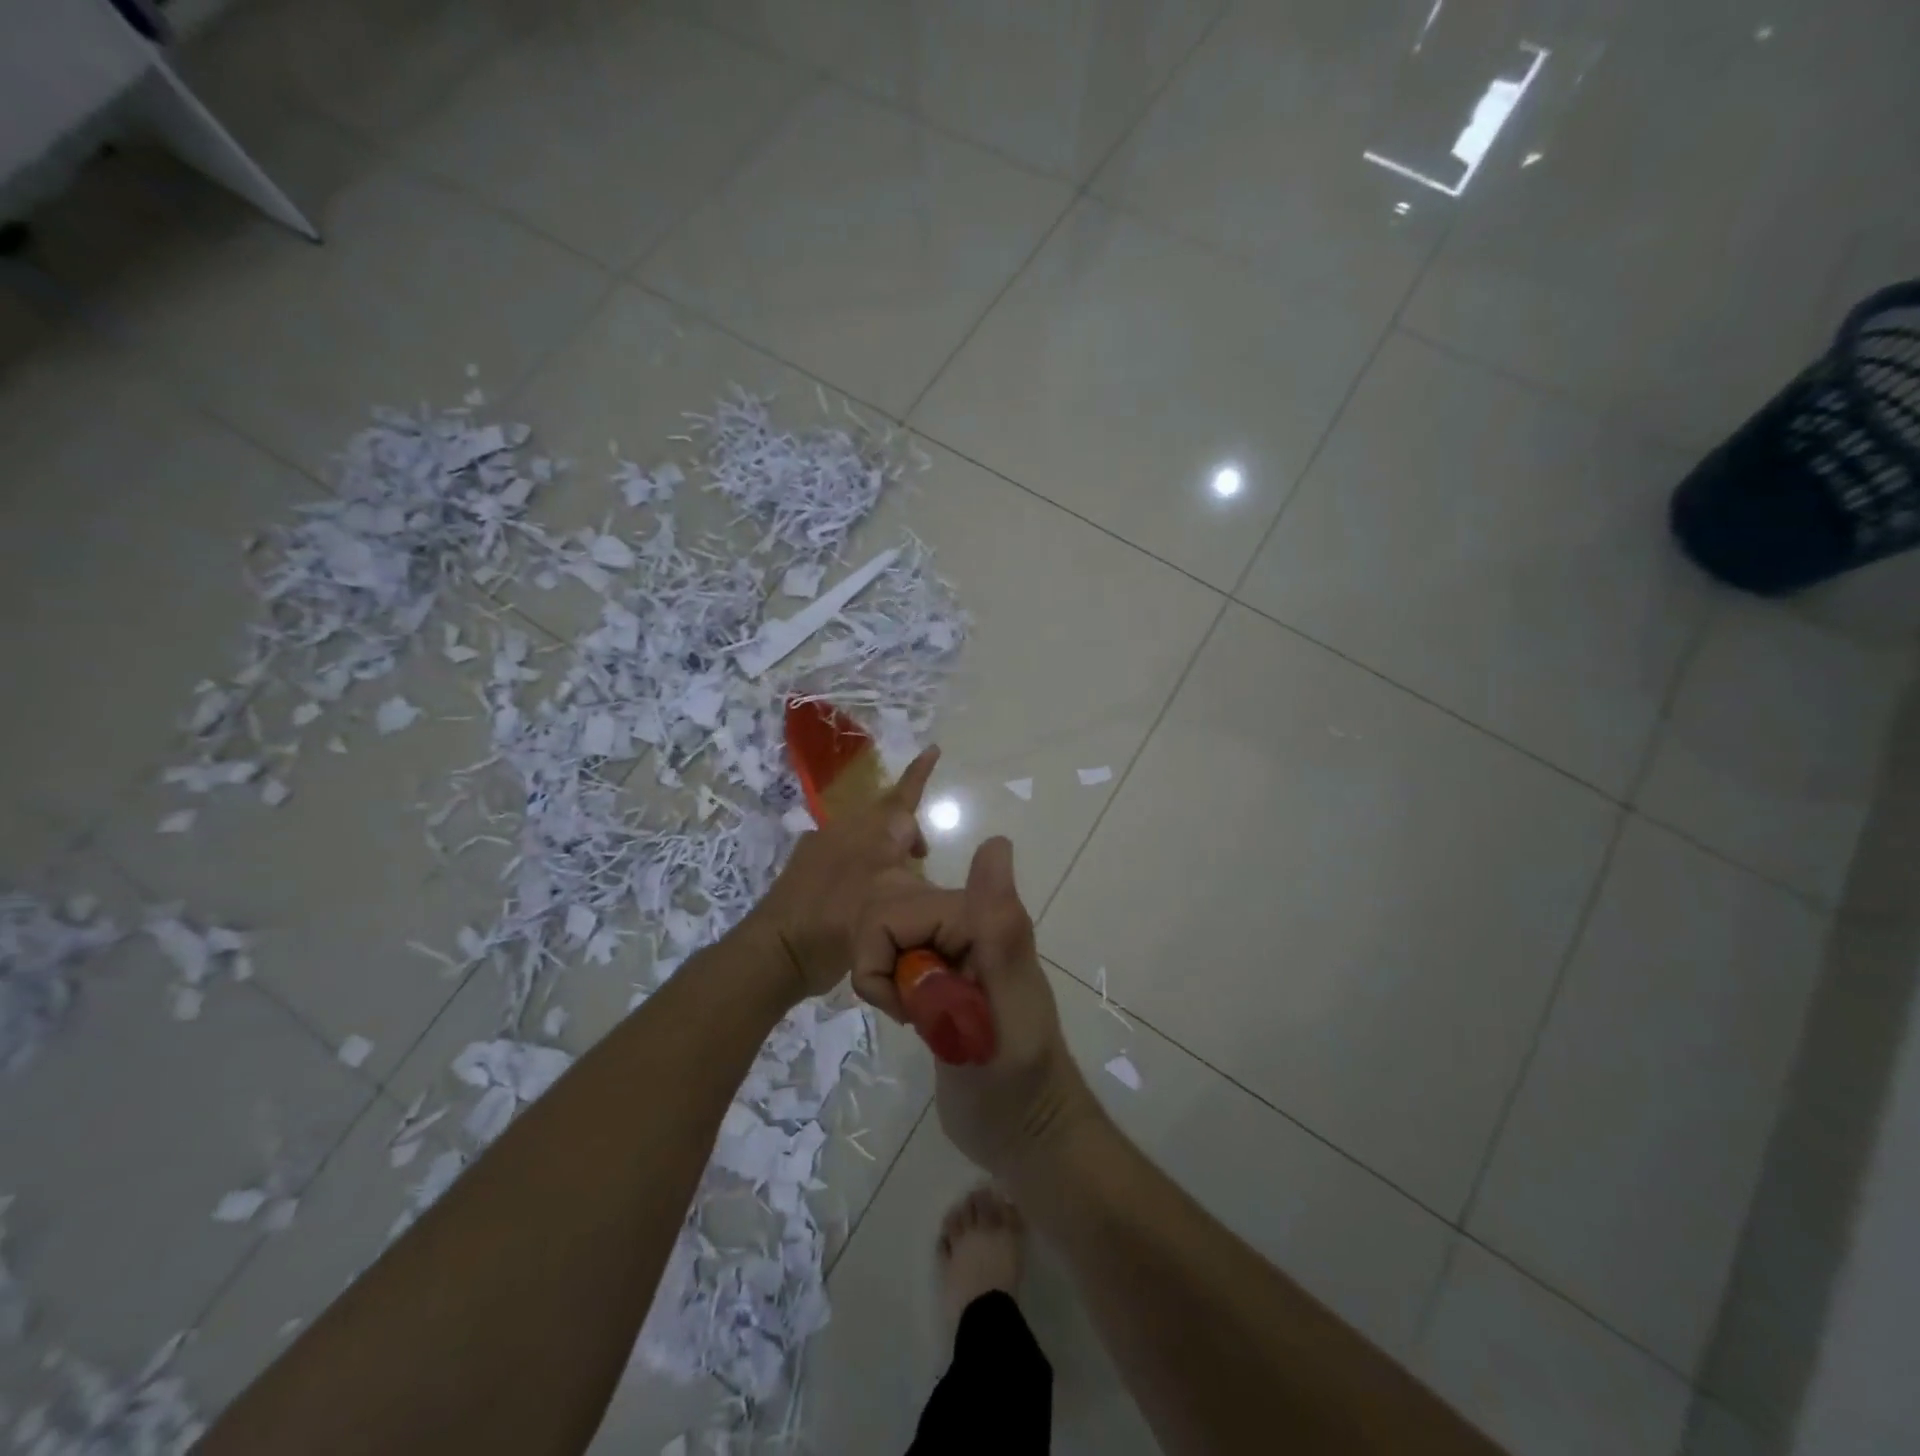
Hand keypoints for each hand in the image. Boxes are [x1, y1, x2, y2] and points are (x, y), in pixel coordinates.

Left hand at [745, 747, 939, 1004]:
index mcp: (871, 835)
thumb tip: (919, 853)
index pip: (903, 799)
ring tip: (897, 875)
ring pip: (865, 834)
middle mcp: (845, 831)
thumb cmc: (842, 925)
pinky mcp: (805, 863)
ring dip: (885, 846)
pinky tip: (863, 887)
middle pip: (885, 816)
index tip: (933, 748)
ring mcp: (822, 845)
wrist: (780, 948)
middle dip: (907, 828)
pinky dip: (862, 859)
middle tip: (921, 856)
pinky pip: (843, 848)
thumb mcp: (894, 902)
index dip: (919, 774)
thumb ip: (914, 875)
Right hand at [852, 837, 1100, 1180]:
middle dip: (882, 968)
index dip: (881, 955)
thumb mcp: (1007, 1009)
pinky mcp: (943, 978)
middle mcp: (967, 926)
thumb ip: (999, 930)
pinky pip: (896, 961)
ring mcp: (953, 952)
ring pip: (886, 939)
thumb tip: (996, 841)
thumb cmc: (1016, 1083)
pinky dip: (892, 990)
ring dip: (887, 980)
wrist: (1026, 1138)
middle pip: (885, 920)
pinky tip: (915, 1018)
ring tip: (915, 1018)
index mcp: (981, 922)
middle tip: (912, 1014)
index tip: (903, 1002)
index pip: (893, 913)